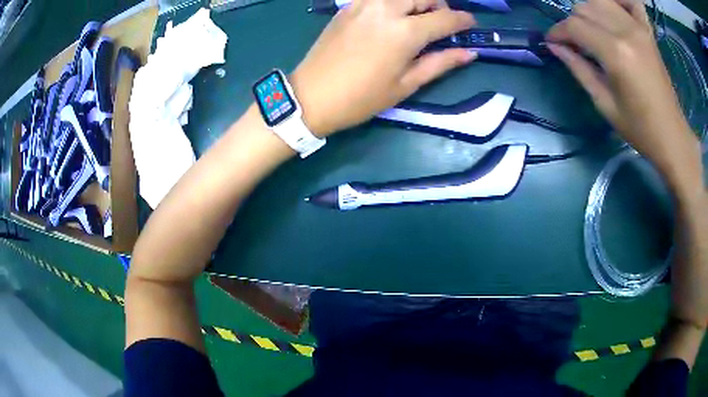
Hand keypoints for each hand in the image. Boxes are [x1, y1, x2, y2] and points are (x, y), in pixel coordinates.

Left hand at [291, 0, 475, 136]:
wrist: (311, 96)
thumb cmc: (361, 97)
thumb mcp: (406, 85)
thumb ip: (440, 63)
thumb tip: (469, 52)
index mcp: (404, 32)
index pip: (445, 18)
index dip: (463, 21)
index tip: (470, 25)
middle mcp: (386, 8)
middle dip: (439, 6)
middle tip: (440, 24)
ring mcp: (364, 3)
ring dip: (416, 1)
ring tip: (417, 20)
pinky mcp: (349, 5)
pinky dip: (394, 2)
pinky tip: (392, 18)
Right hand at [546, 0, 702, 192]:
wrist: (672, 136)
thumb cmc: (639, 128)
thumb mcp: (604, 104)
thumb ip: (579, 68)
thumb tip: (555, 46)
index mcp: (615, 53)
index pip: (574, 25)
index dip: (558, 32)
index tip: (552, 43)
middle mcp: (625, 31)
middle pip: (584, 7)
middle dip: (573, 23)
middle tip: (575, 43)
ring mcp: (638, 28)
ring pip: (601, 0)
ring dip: (590, 11)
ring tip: (592, 30)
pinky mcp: (648, 31)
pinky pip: (631, 2)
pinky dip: (620, 1)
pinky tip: (614, 11)